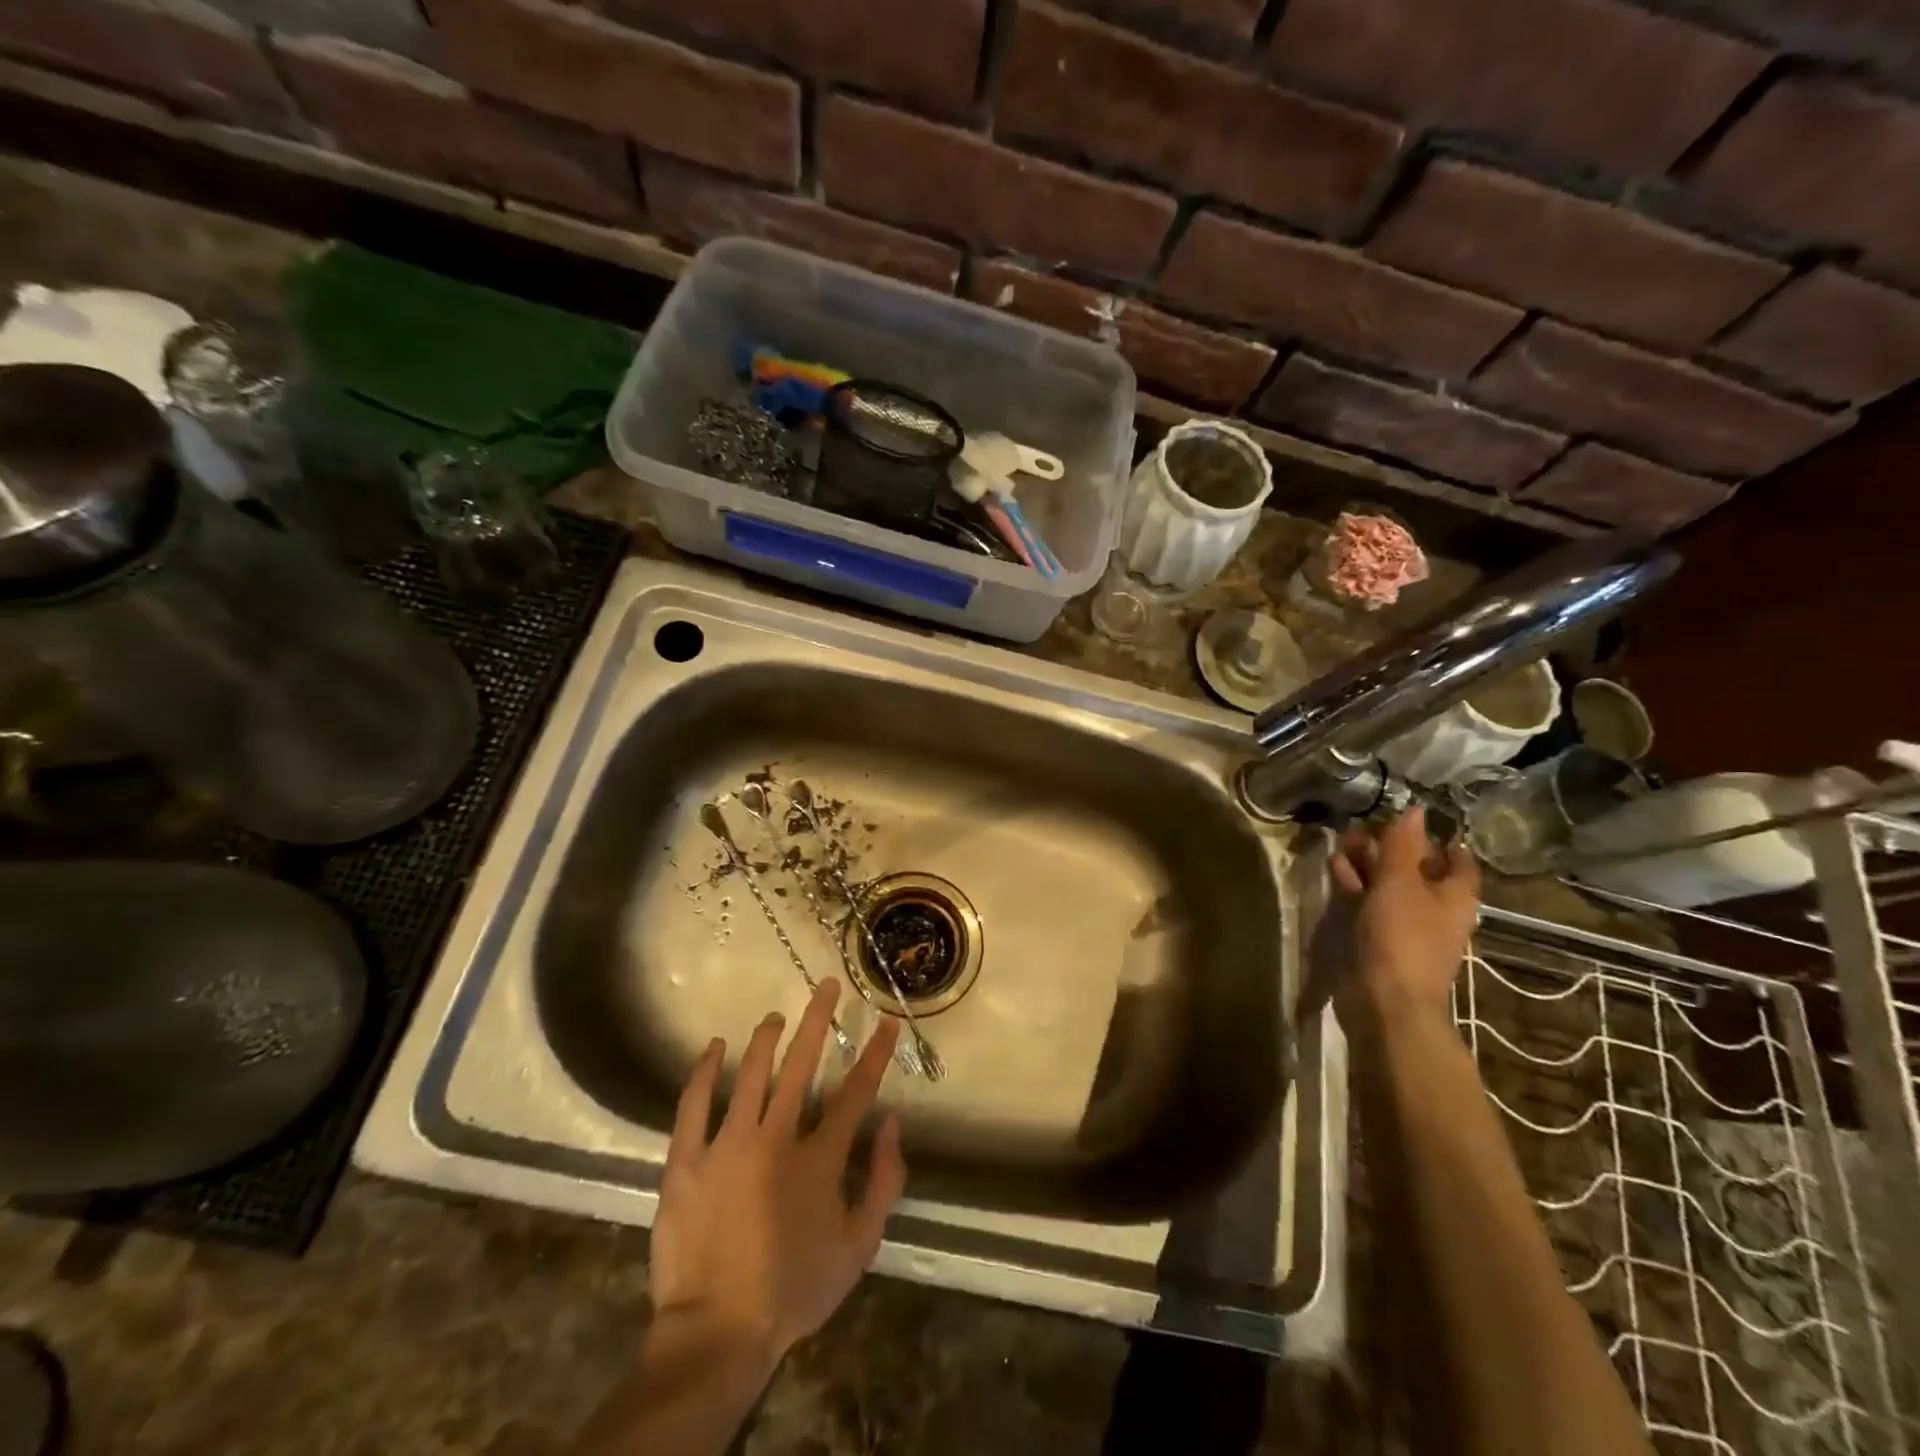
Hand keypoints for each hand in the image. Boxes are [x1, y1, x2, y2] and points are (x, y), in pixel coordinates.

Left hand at [649, 980, 905, 1369]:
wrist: (717, 1333)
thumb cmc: (794, 1289)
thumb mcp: (860, 1246)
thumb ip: (884, 1181)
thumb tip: (893, 1122)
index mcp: (818, 1159)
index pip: (854, 1093)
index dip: (874, 1054)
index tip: (885, 1022)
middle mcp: (775, 1139)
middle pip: (800, 1066)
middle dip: (817, 1021)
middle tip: (825, 986)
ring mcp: (726, 1146)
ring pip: (749, 1074)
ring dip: (765, 1039)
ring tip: (775, 1017)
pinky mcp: (685, 1161)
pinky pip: (693, 1104)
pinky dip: (704, 1071)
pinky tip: (715, 1047)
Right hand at [1330, 806, 1479, 1024]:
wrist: (1385, 1000)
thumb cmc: (1402, 937)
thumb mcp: (1400, 883)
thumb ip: (1402, 846)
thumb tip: (1416, 809)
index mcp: (1454, 897)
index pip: (1457, 861)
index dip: (1440, 839)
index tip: (1414, 820)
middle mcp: (1435, 911)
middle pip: (1418, 871)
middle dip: (1392, 847)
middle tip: (1365, 825)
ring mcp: (1405, 927)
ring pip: (1388, 887)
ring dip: (1368, 864)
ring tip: (1342, 841)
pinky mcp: (1378, 940)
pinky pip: (1368, 904)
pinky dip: (1354, 885)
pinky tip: (1335, 868)